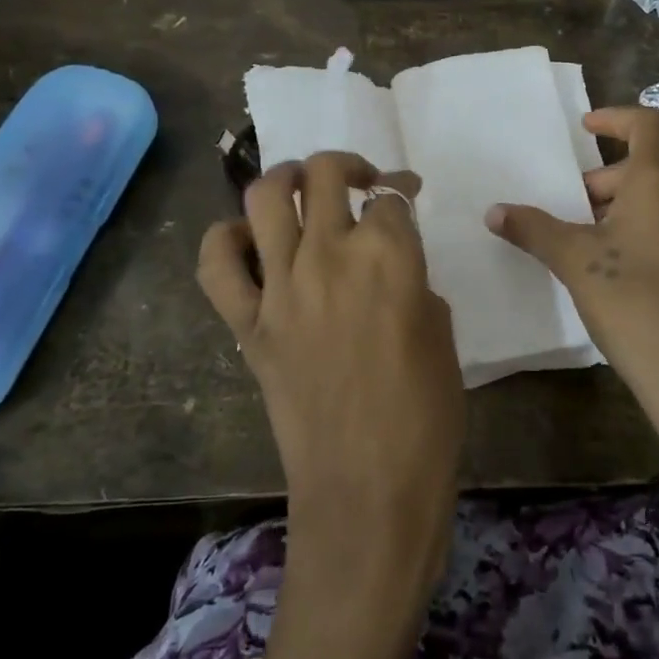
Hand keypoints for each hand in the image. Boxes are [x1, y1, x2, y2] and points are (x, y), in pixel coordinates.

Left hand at [197, 152, 462, 592]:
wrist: (368, 493)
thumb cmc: (425, 418)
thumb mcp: (441, 335)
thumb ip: (413, 284)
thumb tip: (392, 269)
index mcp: (389, 256)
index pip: (390, 196)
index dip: (401, 189)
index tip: (406, 194)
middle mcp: (330, 255)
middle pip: (324, 173)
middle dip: (346, 166)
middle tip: (360, 183)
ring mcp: (281, 287)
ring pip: (265, 196)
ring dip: (286, 178)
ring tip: (303, 191)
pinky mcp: (248, 324)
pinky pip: (217, 263)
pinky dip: (227, 239)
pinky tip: (250, 241)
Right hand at [485, 107, 658, 496]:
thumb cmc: (638, 306)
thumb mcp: (577, 264)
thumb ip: (535, 230)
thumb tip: (494, 211)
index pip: (647, 123)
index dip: (615, 117)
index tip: (585, 127)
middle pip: (653, 166)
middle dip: (609, 179)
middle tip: (574, 207)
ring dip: (632, 208)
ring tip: (597, 245)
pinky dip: (656, 234)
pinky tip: (633, 278)